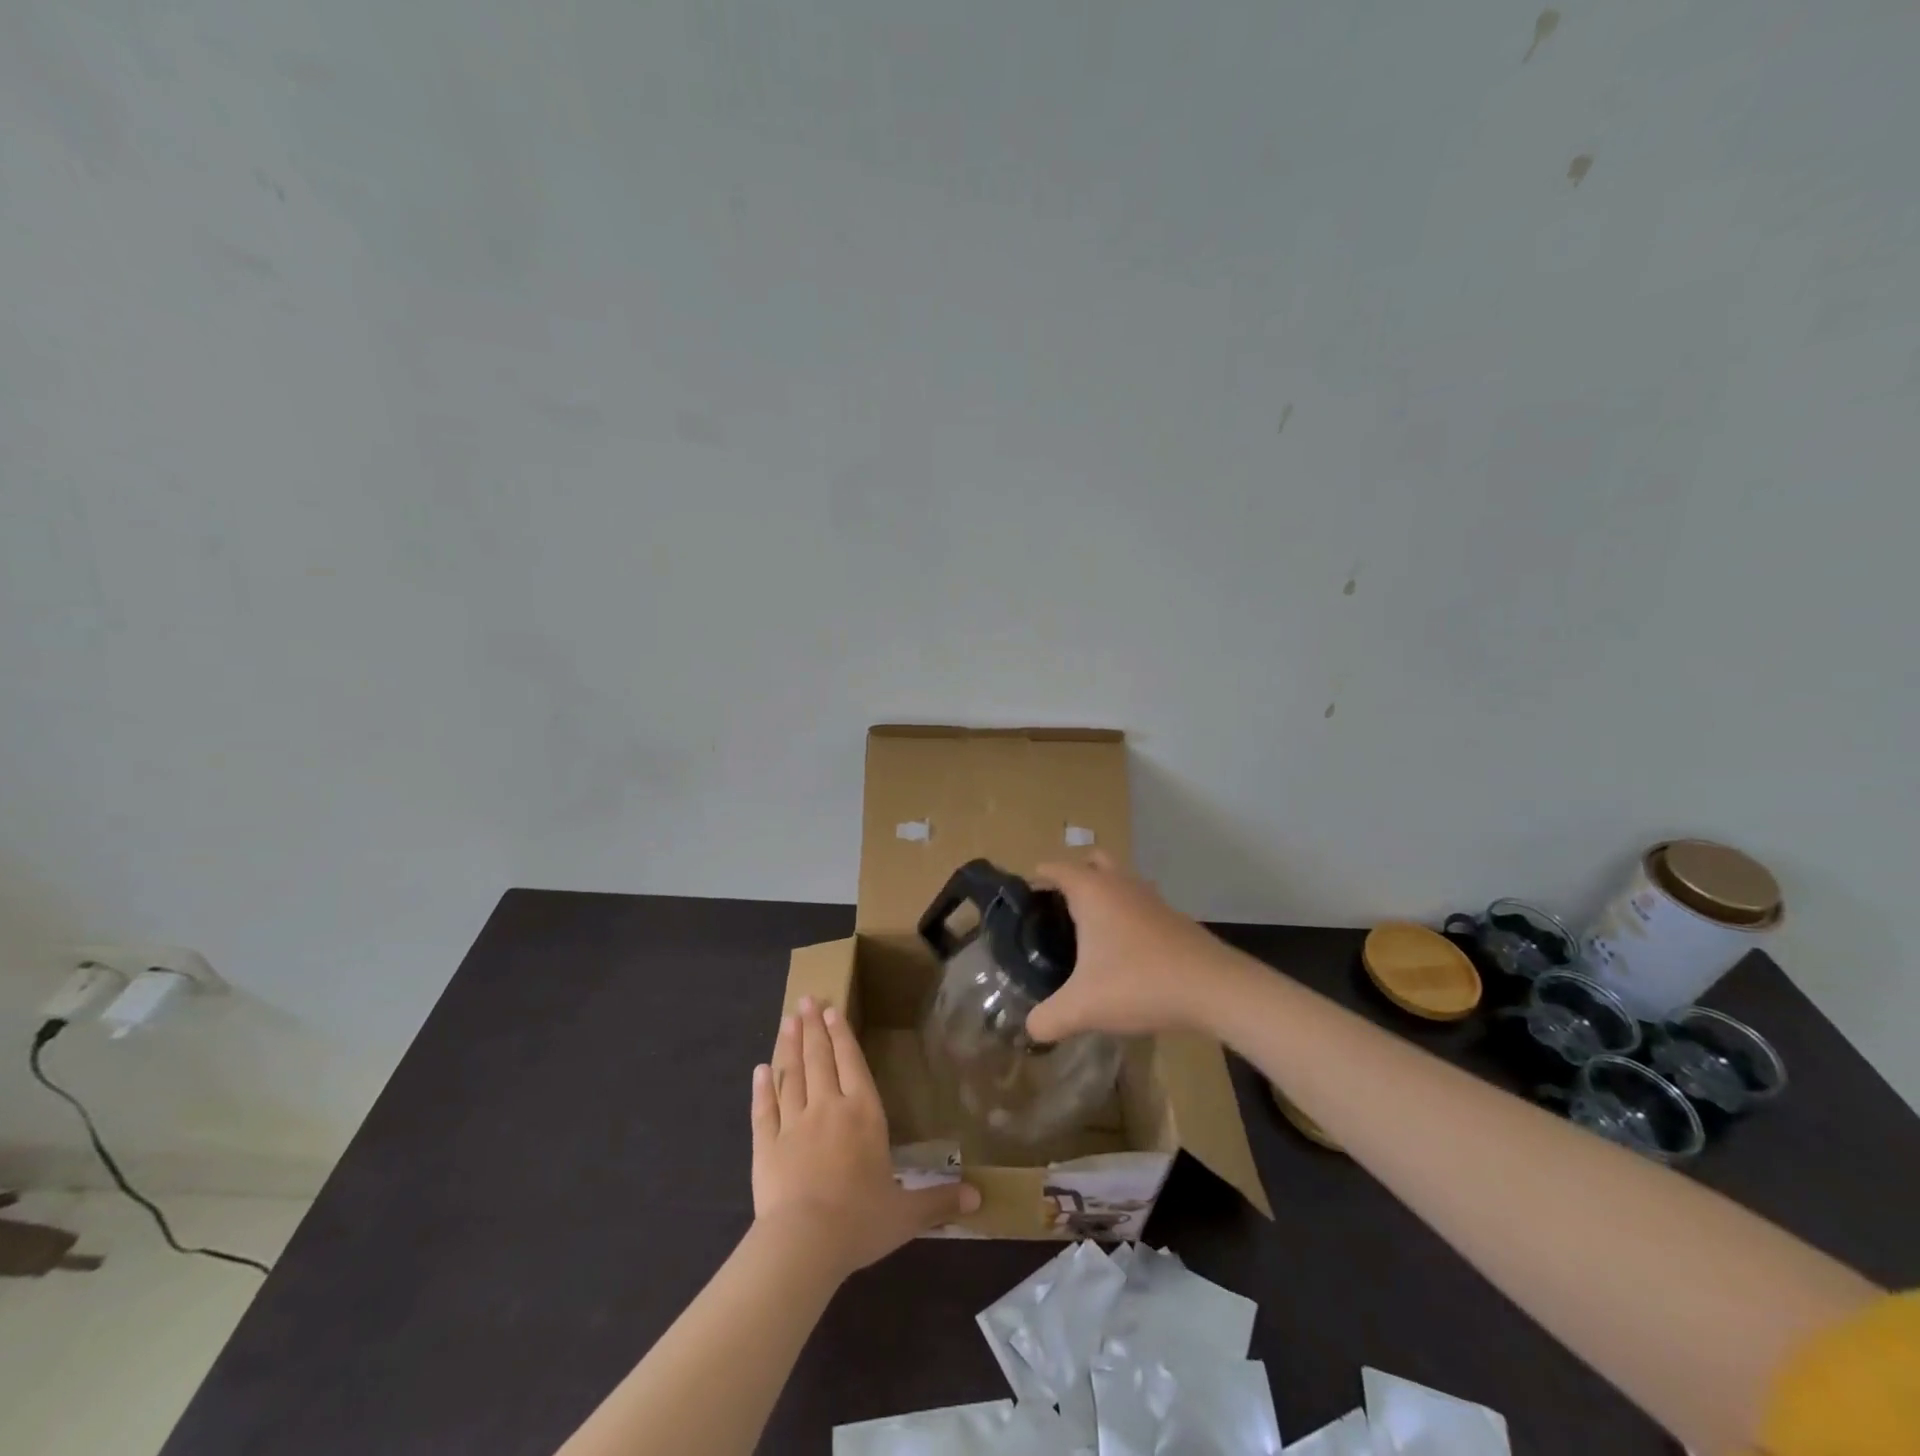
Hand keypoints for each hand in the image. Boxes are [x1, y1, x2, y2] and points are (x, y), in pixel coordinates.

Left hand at [752, 997, 979, 1278]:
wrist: (804, 1243)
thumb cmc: (860, 1221)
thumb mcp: (907, 1214)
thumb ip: (939, 1201)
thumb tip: (979, 1198)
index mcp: (863, 1114)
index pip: (852, 1063)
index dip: (842, 1035)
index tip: (832, 1010)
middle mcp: (828, 1108)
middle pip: (819, 1059)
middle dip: (814, 1027)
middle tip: (806, 999)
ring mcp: (793, 1124)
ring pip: (790, 1075)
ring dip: (789, 1046)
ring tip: (787, 1020)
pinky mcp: (766, 1145)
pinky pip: (763, 1109)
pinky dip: (761, 1088)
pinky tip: (759, 1070)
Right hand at [1025, 853, 1241, 1041]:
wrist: (1214, 988)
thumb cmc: (1140, 983)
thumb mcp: (1083, 1007)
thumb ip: (1048, 1019)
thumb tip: (1030, 1029)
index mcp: (1092, 891)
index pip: (1054, 868)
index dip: (1035, 880)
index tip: (1022, 904)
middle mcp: (1120, 883)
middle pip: (1090, 861)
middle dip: (1072, 877)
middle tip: (1057, 911)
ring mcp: (1150, 897)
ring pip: (1119, 880)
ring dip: (1103, 894)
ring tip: (1088, 933)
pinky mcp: (1172, 916)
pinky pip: (1138, 902)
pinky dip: (1125, 914)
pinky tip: (1122, 952)